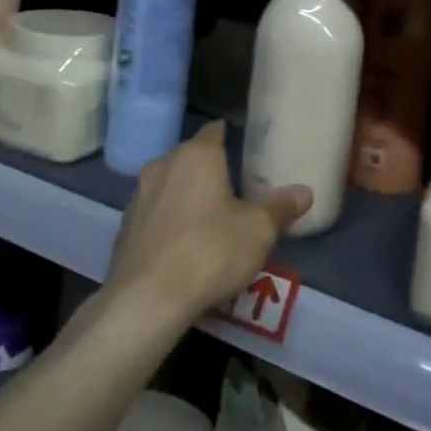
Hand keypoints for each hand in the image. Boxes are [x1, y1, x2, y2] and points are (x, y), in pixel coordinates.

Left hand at [106, 122, 309, 323]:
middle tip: (234, 190)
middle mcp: (163, 165)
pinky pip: (154, 214)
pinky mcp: (124, 226)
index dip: (229, 137)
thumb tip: (305, 191)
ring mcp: (139, 195)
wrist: (145, 299)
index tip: (243, 149)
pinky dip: (168, 222)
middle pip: (191, 158)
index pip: (215, 131)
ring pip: (170, 185)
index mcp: (197, 156)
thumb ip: (280, 208)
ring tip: (208, 220)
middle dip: (209, 170)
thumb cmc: (209, 252)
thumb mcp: (258, 231)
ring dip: (186, 196)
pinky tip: (182, 246)